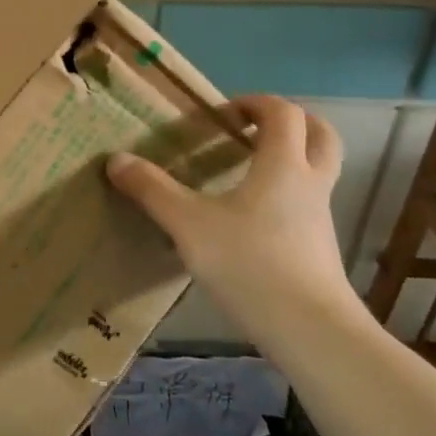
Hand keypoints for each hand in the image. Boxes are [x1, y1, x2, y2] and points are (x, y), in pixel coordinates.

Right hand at [106, 95, 359, 345]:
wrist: (312, 333)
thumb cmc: (251, 264)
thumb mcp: (189, 225)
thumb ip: (152, 190)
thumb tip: (116, 160)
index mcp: (283, 165)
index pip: (283, 113)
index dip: (255, 103)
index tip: (223, 115)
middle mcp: (310, 184)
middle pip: (320, 135)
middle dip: (292, 123)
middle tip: (254, 129)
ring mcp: (320, 219)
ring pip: (317, 172)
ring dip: (291, 160)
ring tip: (246, 174)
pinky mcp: (319, 251)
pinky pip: (307, 206)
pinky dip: (286, 197)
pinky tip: (250, 221)